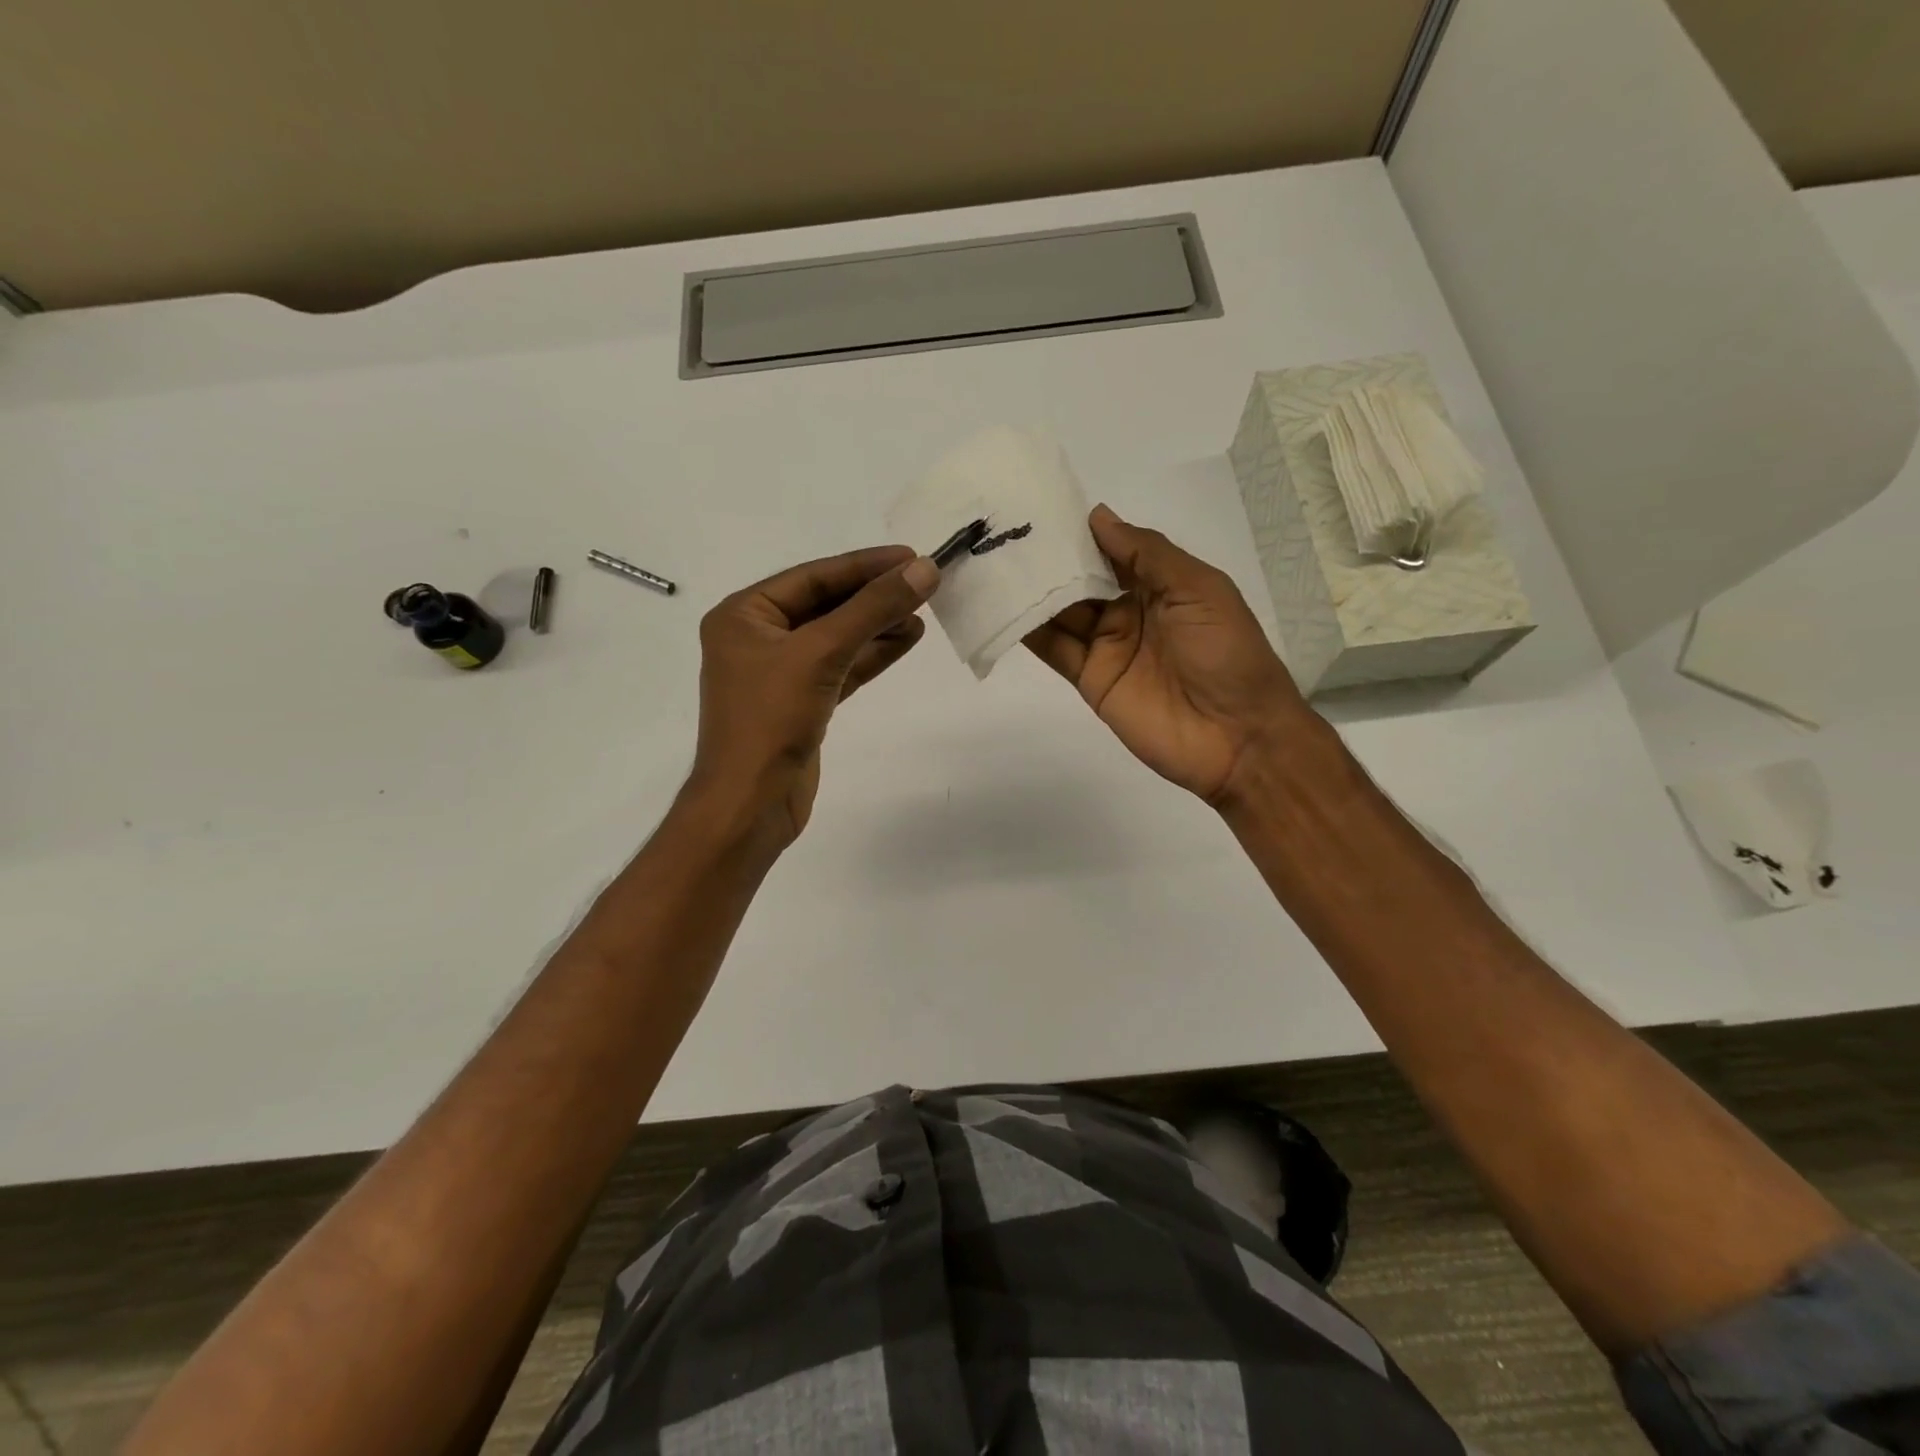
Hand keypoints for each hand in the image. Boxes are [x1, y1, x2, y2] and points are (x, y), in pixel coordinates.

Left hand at [689, 546, 937, 850]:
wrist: (751, 803)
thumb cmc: (771, 719)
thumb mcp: (821, 653)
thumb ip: (872, 609)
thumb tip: (924, 569)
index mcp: (744, 615)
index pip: (813, 577)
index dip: (864, 565)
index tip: (912, 556)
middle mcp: (758, 638)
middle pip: (826, 605)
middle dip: (874, 596)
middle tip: (923, 583)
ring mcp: (780, 672)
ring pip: (837, 637)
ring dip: (878, 625)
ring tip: (923, 611)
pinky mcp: (802, 702)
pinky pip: (841, 667)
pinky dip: (872, 654)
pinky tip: (906, 639)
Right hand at [1024, 505, 1312, 805]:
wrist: (1236, 737)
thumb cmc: (1227, 653)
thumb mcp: (1199, 589)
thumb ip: (1147, 554)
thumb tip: (1097, 516)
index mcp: (1161, 584)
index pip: (1111, 550)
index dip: (1081, 532)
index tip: (1041, 509)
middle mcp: (1129, 610)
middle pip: (1081, 580)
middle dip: (1049, 559)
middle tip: (1004, 532)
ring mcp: (1107, 646)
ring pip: (1061, 612)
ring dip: (1033, 590)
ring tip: (993, 562)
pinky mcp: (1090, 680)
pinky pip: (1056, 650)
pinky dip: (1030, 631)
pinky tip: (1003, 607)